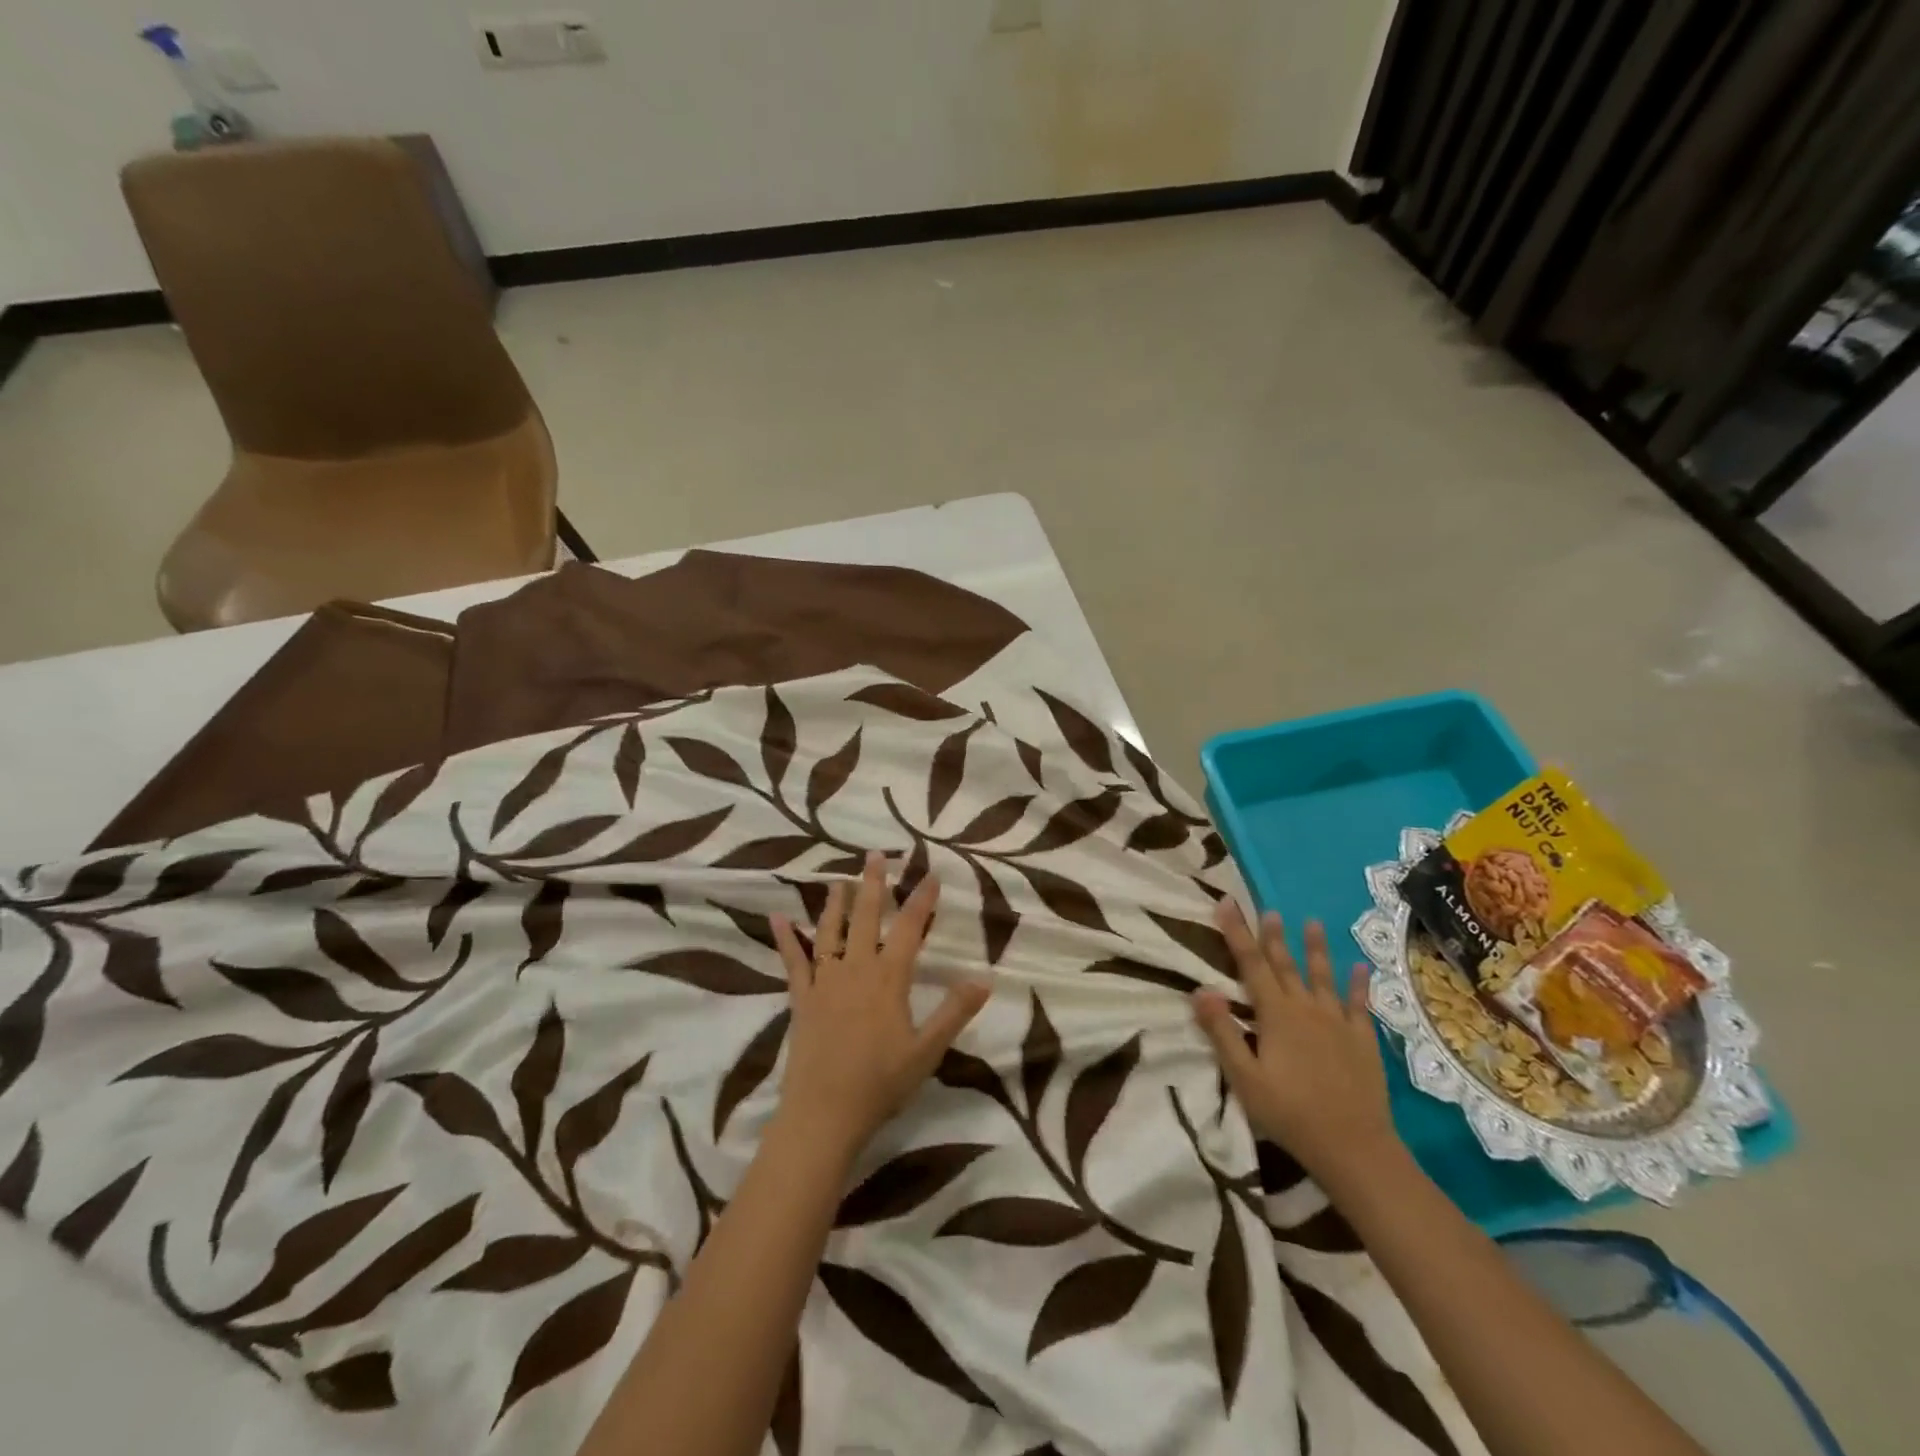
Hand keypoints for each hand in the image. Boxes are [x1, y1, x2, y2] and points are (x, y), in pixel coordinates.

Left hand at [772, 852, 990, 1157]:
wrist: (824, 1113)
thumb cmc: (880, 1084)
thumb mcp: (927, 1051)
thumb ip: (954, 1012)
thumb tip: (984, 978)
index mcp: (889, 979)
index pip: (910, 928)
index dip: (922, 900)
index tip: (930, 875)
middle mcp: (856, 969)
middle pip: (866, 917)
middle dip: (874, 884)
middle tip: (875, 855)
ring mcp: (825, 981)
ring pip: (830, 931)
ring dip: (835, 903)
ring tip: (839, 879)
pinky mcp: (801, 998)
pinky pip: (793, 961)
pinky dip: (785, 938)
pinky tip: (777, 918)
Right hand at [1192, 901, 1400, 1195]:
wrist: (1354, 1147)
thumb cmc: (1289, 1113)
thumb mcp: (1244, 1077)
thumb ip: (1222, 1032)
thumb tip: (1200, 989)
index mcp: (1275, 1014)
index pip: (1250, 963)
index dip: (1237, 931)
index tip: (1227, 902)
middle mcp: (1305, 1008)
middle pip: (1284, 964)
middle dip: (1272, 935)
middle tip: (1267, 908)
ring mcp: (1337, 1022)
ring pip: (1322, 976)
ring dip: (1315, 948)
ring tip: (1312, 922)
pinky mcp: (1362, 1040)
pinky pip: (1360, 1005)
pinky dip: (1358, 984)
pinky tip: (1360, 968)